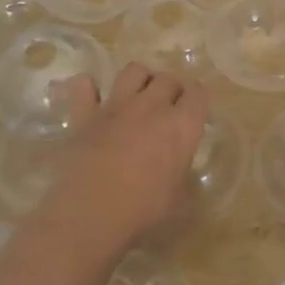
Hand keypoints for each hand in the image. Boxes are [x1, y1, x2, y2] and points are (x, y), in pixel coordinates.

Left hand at [41, 63, 208, 247]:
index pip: (199, 94)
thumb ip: (181, 178)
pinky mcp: (84, 114)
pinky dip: (88, 88)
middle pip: (168, 79)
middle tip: (168, 108)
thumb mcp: (179, 202)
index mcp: (181, 127)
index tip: (194, 111)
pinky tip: (92, 98)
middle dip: (172, 89)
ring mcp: (116, 106)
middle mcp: (152, 107)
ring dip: (140, 78)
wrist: (90, 213)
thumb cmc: (143, 212)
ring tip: (138, 95)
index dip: (198, 100)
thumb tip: (179, 175)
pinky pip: (84, 86)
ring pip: (133, 71)